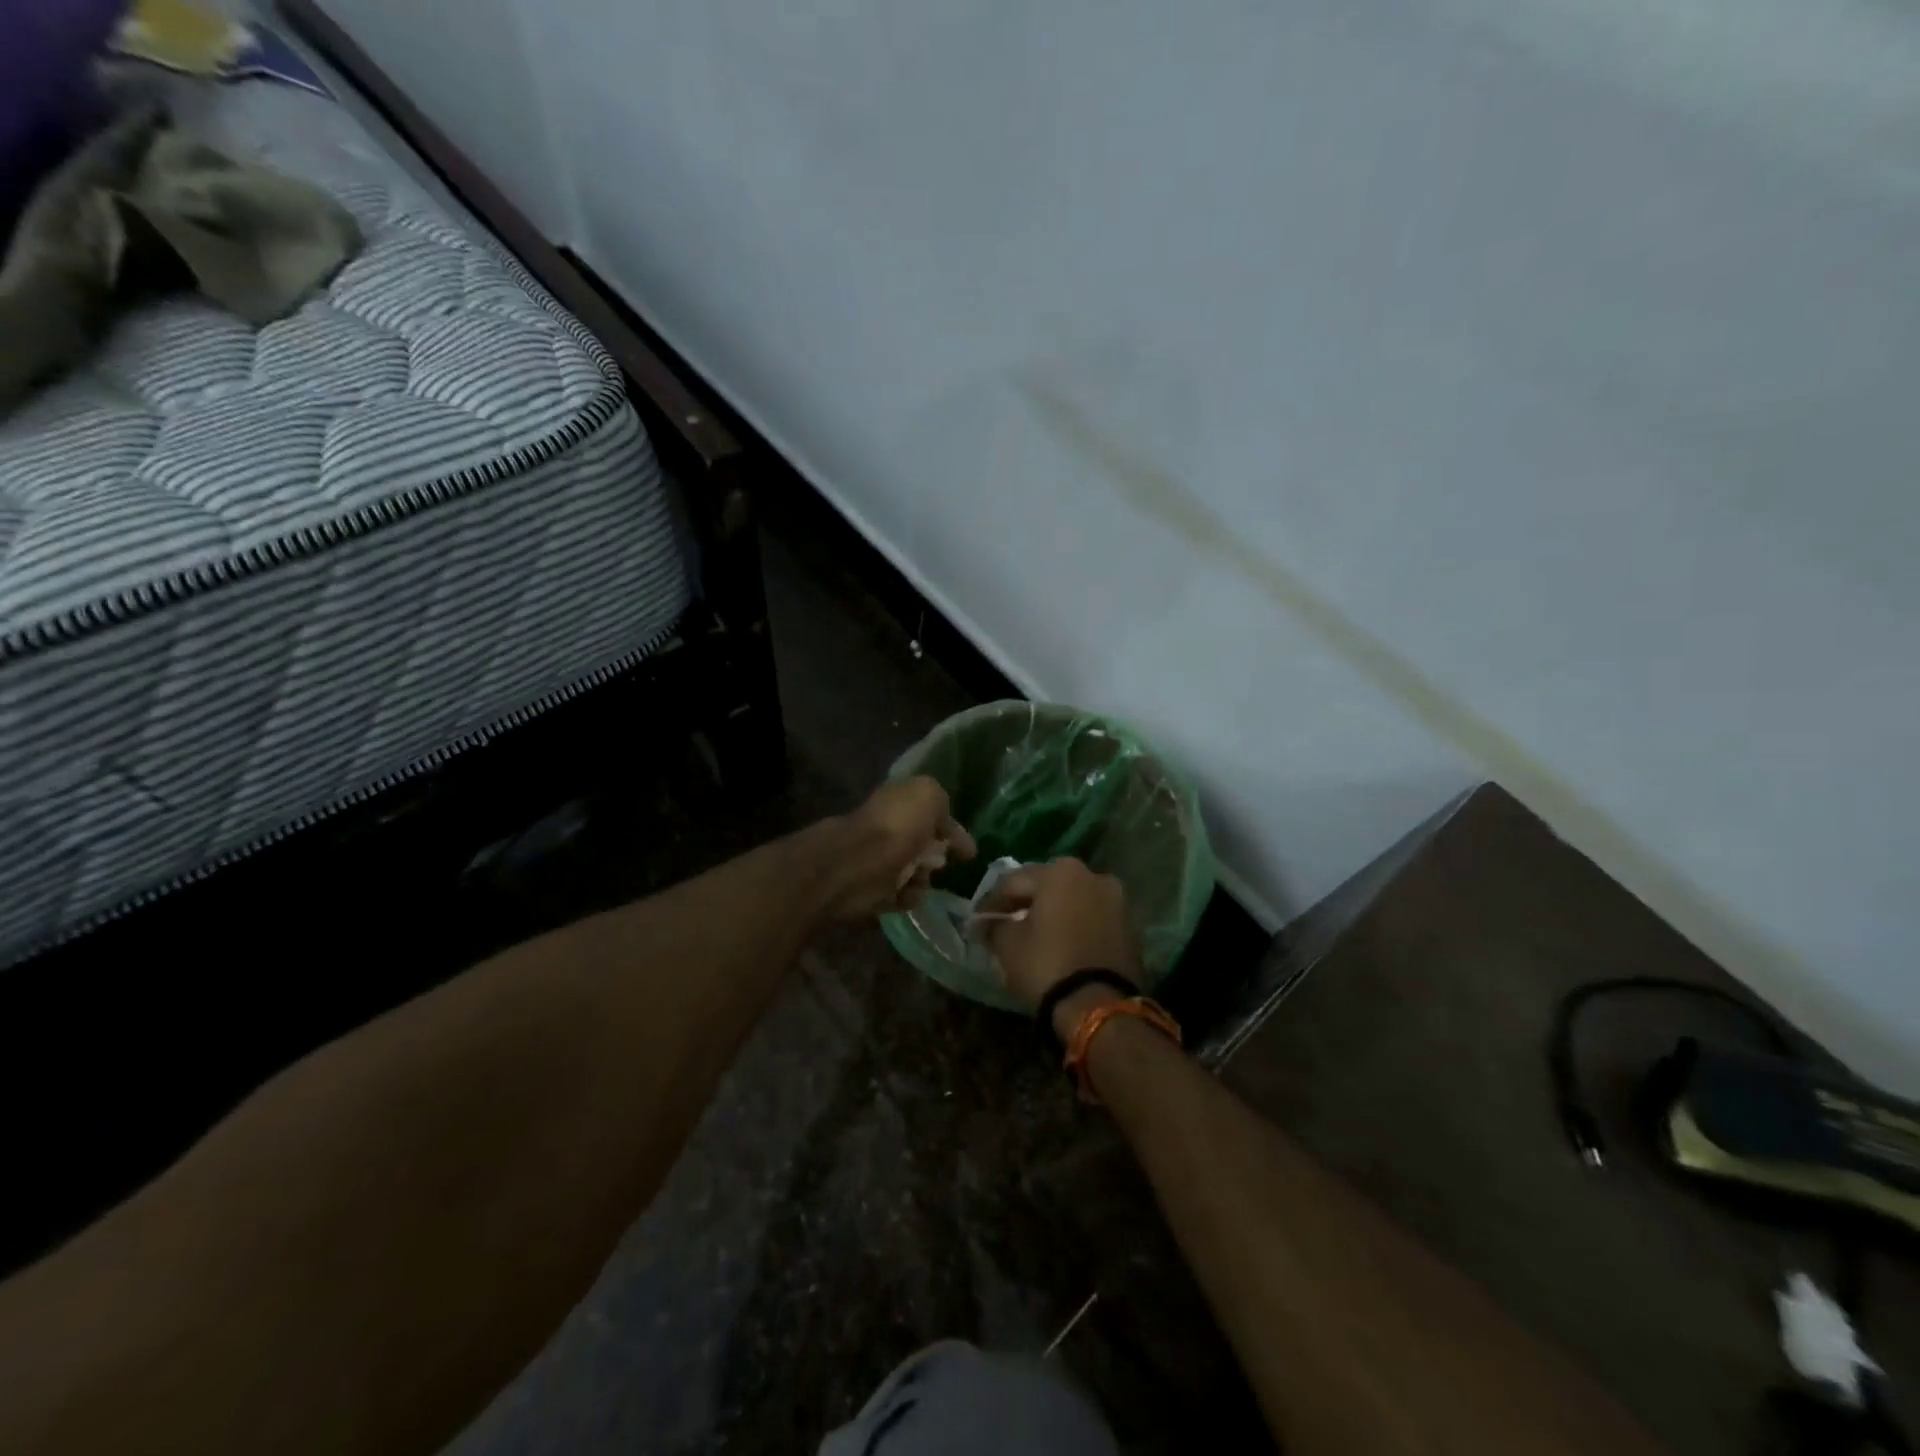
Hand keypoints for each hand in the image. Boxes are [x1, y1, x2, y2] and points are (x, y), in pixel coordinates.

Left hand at [820, 776, 975, 922]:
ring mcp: (880, 860)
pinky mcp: (874, 889)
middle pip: (926, 846)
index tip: (969, 851)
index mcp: (898, 802)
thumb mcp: (927, 795)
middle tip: (938, 862)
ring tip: (916, 876)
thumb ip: (940, 802)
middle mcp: (889, 829)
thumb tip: (944, 825)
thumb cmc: (895, 826)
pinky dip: (908, 895)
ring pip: (918, 873)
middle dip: (938, 856)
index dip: (952, 829)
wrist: (855, 865)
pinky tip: (903, 891)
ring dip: (924, 878)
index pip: (931, 814)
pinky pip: (905, 895)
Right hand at [983, 859, 1141, 1035]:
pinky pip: (1094, 919)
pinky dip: (1077, 926)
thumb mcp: (1008, 944)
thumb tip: (988, 922)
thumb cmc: (1047, 965)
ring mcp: (1117, 900)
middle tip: (1007, 921)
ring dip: (1055, 912)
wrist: (1100, 1006)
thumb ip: (995, 925)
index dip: (992, 901)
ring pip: (1074, 900)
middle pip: (1048, 885)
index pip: (1014, 881)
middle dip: (1027, 901)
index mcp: (1061, 872)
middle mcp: (1093, 875)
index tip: (979, 920)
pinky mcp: (1131, 926)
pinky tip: (1063, 943)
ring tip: (1037, 934)